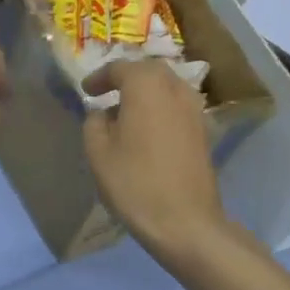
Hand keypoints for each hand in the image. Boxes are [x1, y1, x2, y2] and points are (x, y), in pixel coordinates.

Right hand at [84, 59, 227, 262]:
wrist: (184, 221)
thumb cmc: (134, 182)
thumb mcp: (98, 151)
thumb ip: (95, 122)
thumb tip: (103, 113)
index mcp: (146, 85)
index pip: (120, 68)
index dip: (99, 77)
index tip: (86, 92)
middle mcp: (175, 88)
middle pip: (148, 71)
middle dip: (126, 78)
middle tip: (106, 94)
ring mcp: (195, 109)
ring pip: (167, 87)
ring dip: (145, 93)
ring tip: (125, 112)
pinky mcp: (204, 131)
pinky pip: (177, 106)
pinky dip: (160, 109)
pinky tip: (146, 130)